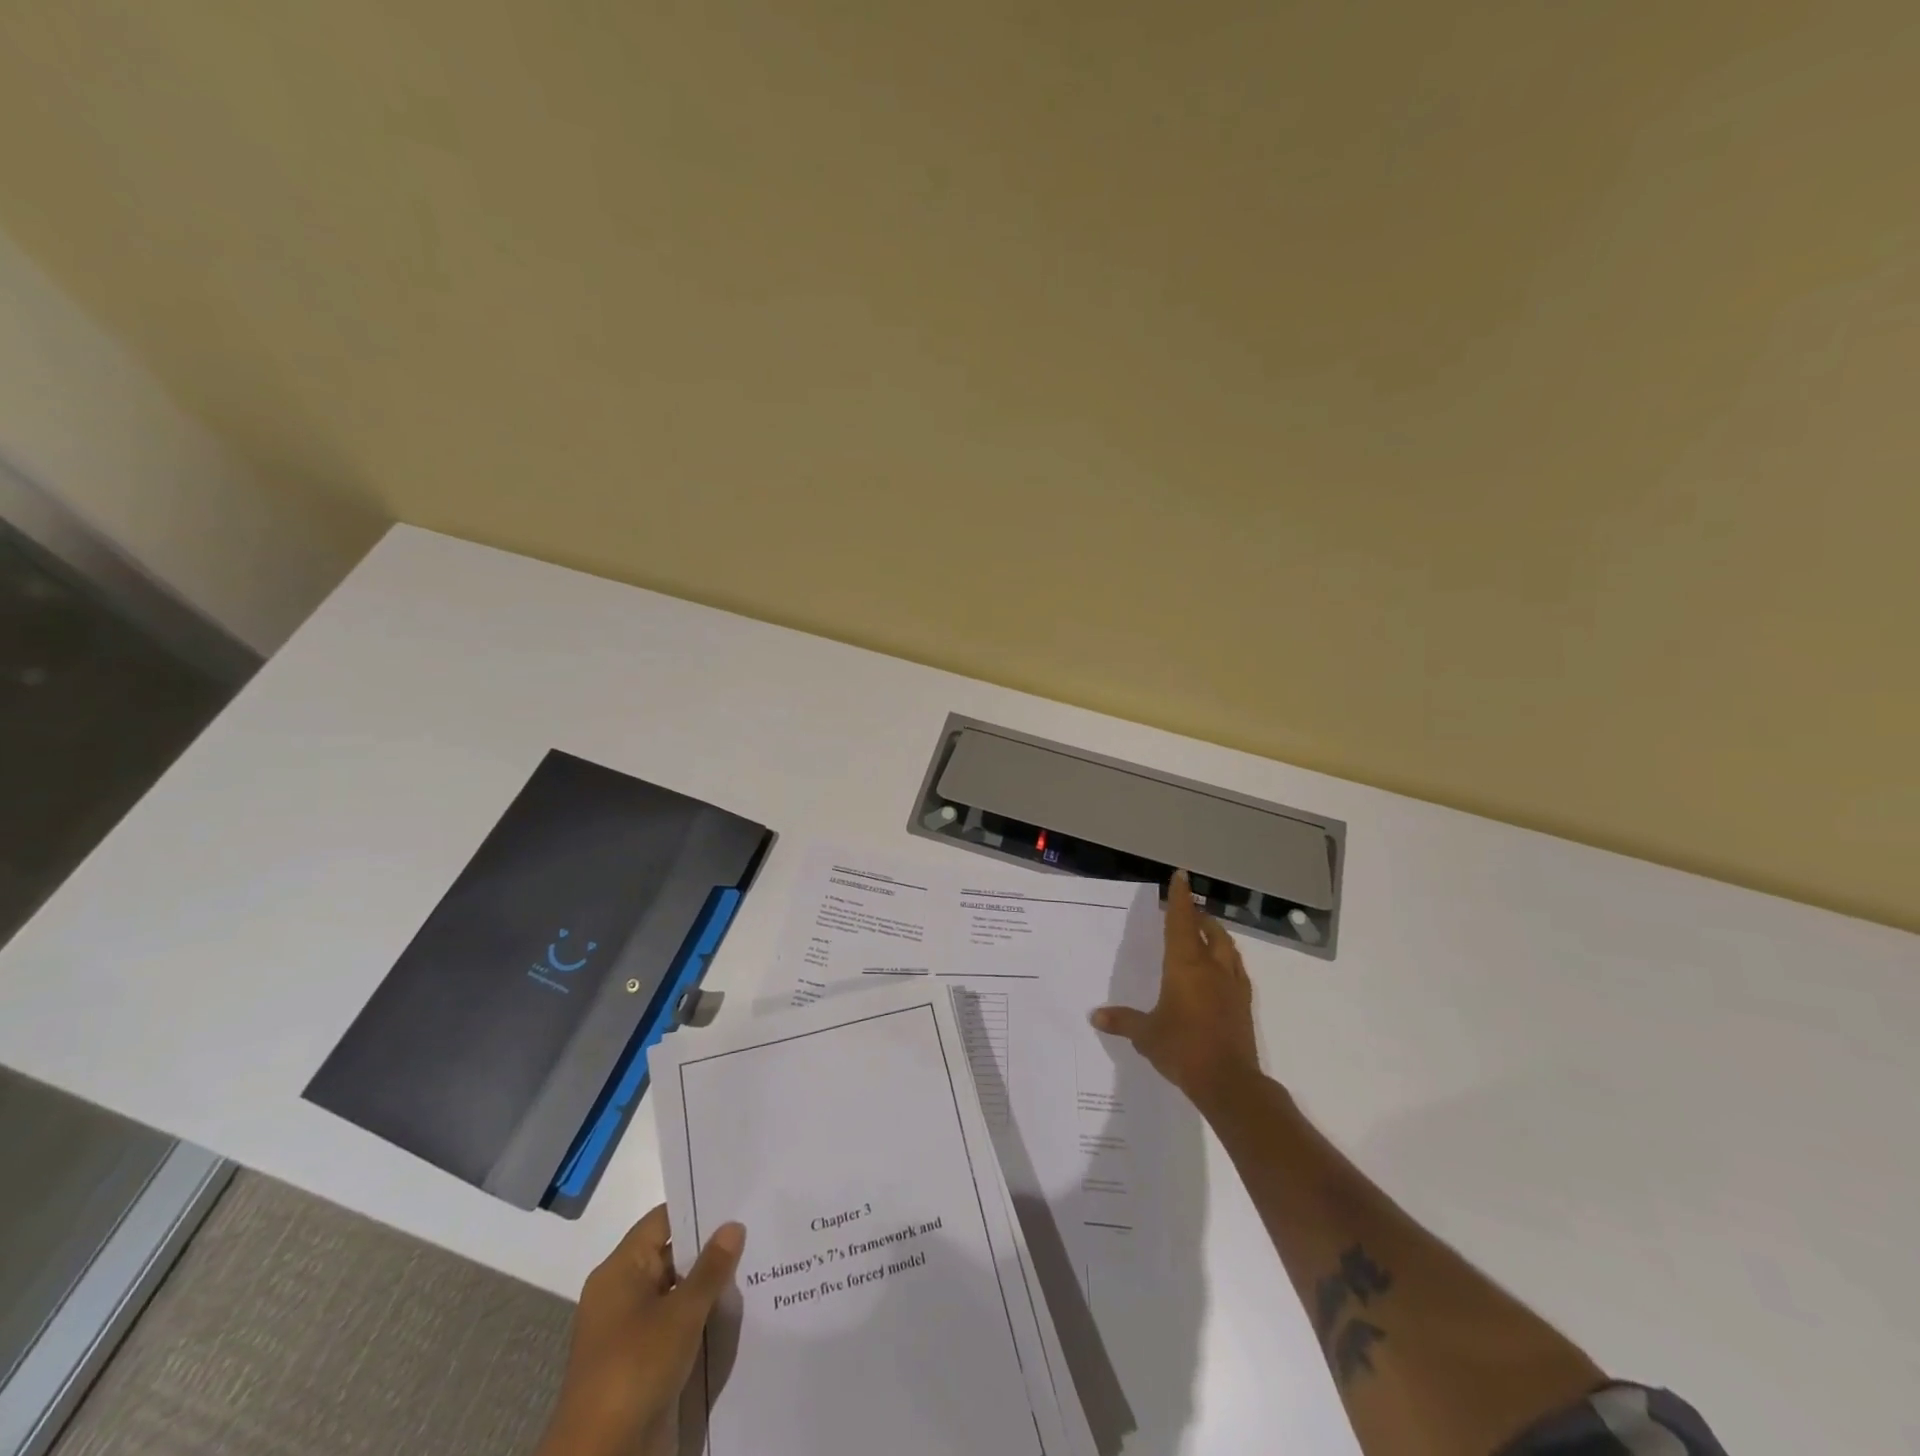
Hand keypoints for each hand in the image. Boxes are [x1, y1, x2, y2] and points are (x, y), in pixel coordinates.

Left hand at [537, 1206, 745, 1455]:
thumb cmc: (636, 1368)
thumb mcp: (682, 1313)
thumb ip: (711, 1268)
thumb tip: (733, 1225)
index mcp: (619, 1270)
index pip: (662, 1221)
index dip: (698, 1208)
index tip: (736, 1199)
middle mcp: (621, 1292)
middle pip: (670, 1254)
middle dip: (709, 1247)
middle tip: (755, 1229)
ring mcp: (629, 1329)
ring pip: (675, 1291)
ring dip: (707, 1285)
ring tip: (754, 1264)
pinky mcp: (639, 1361)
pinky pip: (673, 1323)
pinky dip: (699, 1316)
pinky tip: (734, 1310)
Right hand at [1092, 869, 1260, 1111]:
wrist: (1229, 1081)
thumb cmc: (1182, 1048)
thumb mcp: (1146, 1035)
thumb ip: (1123, 1021)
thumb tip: (1096, 1015)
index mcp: (1185, 965)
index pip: (1181, 921)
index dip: (1180, 898)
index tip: (1181, 876)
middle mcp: (1211, 967)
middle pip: (1209, 930)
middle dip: (1199, 916)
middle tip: (1188, 911)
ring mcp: (1232, 985)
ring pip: (1227, 947)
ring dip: (1216, 935)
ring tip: (1205, 935)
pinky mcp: (1243, 1004)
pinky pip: (1236, 969)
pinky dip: (1227, 960)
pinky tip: (1220, 971)